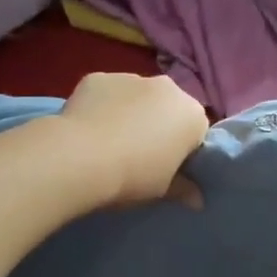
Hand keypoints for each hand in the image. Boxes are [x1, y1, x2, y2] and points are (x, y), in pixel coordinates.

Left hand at [56, 72, 209, 204]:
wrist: (79, 157)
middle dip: (159, 125)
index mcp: (192, 115)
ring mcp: (131, 77)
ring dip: (131, 112)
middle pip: (169, 108)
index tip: (168, 167)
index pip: (196, 132)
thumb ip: (183, 189)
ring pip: (138, 96)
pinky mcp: (99, 77)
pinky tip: (88, 128)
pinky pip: (107, 93)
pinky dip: (102, 105)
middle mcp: (168, 88)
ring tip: (110, 141)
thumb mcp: (162, 190)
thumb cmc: (133, 176)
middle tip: (140, 154)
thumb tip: (197, 200)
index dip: (183, 150)